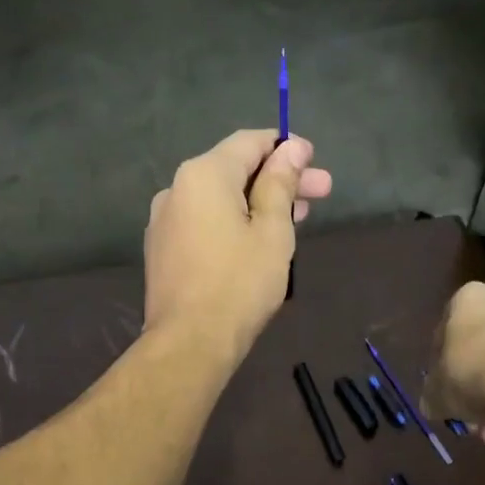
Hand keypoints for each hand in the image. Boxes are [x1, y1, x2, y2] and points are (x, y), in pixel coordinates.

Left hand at [143, 130, 332, 362]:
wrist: (189, 343)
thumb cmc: (239, 284)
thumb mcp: (272, 231)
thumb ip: (280, 184)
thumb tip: (289, 149)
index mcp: (203, 175)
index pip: (249, 142)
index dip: (286, 147)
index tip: (314, 162)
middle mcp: (176, 188)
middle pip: (235, 171)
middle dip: (279, 179)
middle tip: (321, 192)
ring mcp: (164, 220)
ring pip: (220, 199)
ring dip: (258, 203)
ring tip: (296, 219)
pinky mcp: (162, 249)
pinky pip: (204, 222)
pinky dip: (233, 222)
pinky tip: (258, 240)